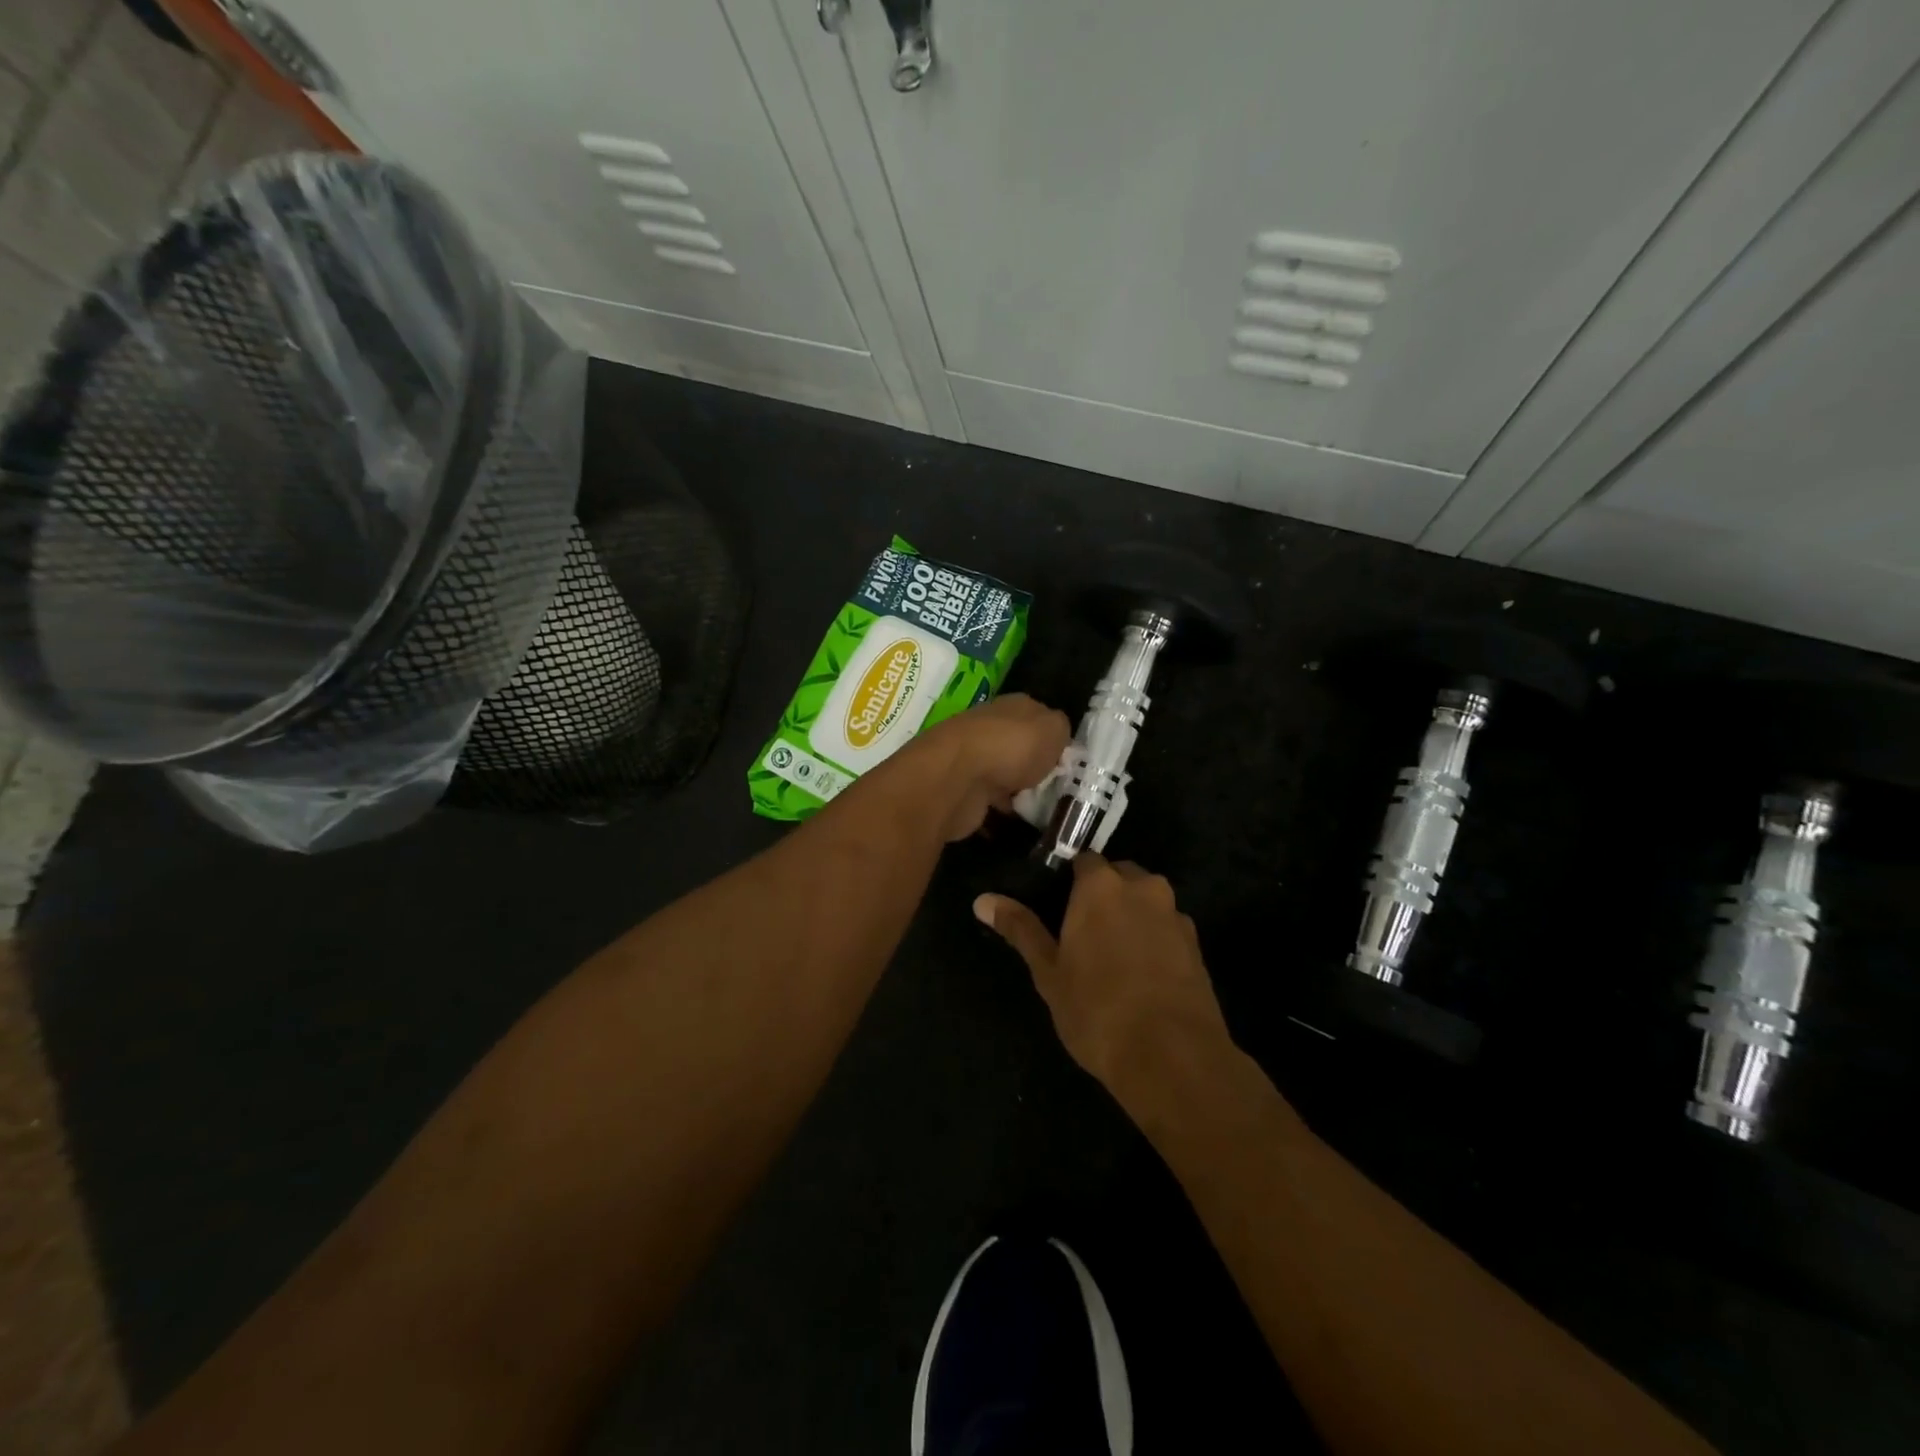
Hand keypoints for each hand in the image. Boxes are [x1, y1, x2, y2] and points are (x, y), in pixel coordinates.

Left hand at [909, 693, 1071, 841]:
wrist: (957, 778)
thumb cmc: (1012, 747)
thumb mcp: (1053, 729)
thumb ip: (1061, 730)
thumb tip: (1057, 736)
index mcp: (1013, 706)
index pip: (1038, 717)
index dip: (1054, 738)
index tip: (1069, 762)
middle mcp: (991, 727)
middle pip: (1020, 746)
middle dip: (1036, 766)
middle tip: (1060, 788)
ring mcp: (974, 759)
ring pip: (1005, 773)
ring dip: (1019, 789)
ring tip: (1043, 809)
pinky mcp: (963, 788)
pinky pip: (990, 798)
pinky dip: (1001, 809)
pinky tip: (1018, 820)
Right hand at [974, 853, 1234, 1110]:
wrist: (1173, 1057)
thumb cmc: (1097, 1010)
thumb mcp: (1049, 972)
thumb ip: (1020, 929)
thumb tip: (982, 900)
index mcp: (1101, 885)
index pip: (1083, 860)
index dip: (1069, 880)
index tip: (1057, 905)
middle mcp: (1142, 887)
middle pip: (1118, 876)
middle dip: (1103, 895)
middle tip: (1082, 933)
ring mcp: (1175, 914)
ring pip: (1146, 901)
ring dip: (1131, 916)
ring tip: (1113, 957)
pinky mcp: (1197, 944)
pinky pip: (1166, 928)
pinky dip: (1154, 939)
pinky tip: (1143, 975)